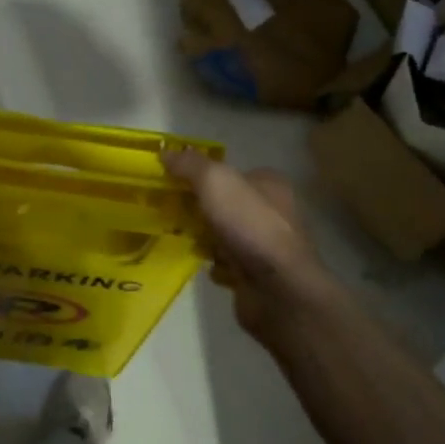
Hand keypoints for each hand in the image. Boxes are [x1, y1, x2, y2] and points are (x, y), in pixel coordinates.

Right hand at [162, 152, 344, 344]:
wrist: (279, 291)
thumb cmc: (250, 225)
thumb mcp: (215, 182)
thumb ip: (190, 165)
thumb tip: (166, 152)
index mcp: (270, 184)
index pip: (233, 172)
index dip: (204, 175)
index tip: (176, 183)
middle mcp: (274, 211)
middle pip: (227, 203)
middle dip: (200, 208)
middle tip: (171, 210)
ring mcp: (268, 245)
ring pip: (226, 233)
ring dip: (204, 237)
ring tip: (178, 236)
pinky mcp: (260, 275)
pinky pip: (229, 263)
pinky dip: (213, 263)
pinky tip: (199, 263)